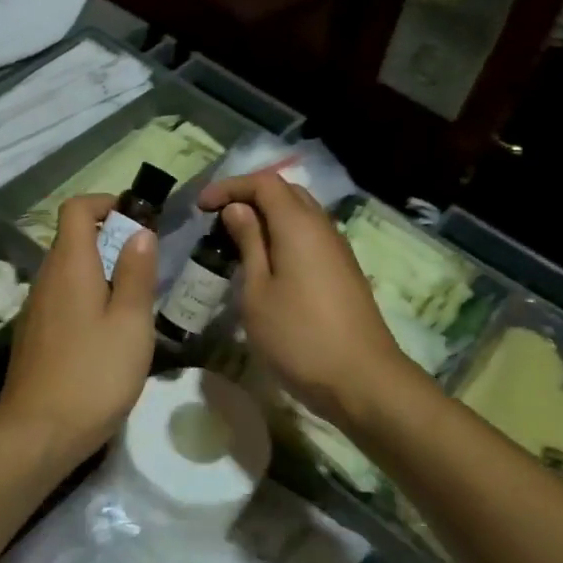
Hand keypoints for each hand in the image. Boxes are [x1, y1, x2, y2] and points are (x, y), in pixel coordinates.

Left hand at [0, 193, 156, 469]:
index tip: (137, 220)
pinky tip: (106, 334)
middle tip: (146, 267)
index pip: (75, 209)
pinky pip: (61, 298)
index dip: (105, 203)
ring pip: (68, 271)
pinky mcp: (33, 335)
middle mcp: (46, 278)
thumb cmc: (94, 374)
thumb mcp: (130, 322)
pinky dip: (85, 298)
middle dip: (109, 240)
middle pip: (72, 239)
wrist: (38, 433)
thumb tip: (140, 232)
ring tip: (133, 302)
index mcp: (70, 266)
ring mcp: (35, 308)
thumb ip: (136, 274)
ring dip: (99, 272)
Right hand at [198, 172, 417, 428]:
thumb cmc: (298, 336)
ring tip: (238, 238)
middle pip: (286, 192)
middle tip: (218, 217)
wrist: (361, 379)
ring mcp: (337, 248)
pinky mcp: (343, 270)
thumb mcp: (257, 292)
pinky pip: (310, 235)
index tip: (200, 207)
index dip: (229, 187)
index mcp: (298, 225)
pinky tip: (267, 261)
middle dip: (249, 195)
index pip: (263, 183)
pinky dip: (284, 234)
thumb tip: (237, 209)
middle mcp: (322, 226)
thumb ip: (248, 244)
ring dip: (268, 216)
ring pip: (301, 213)